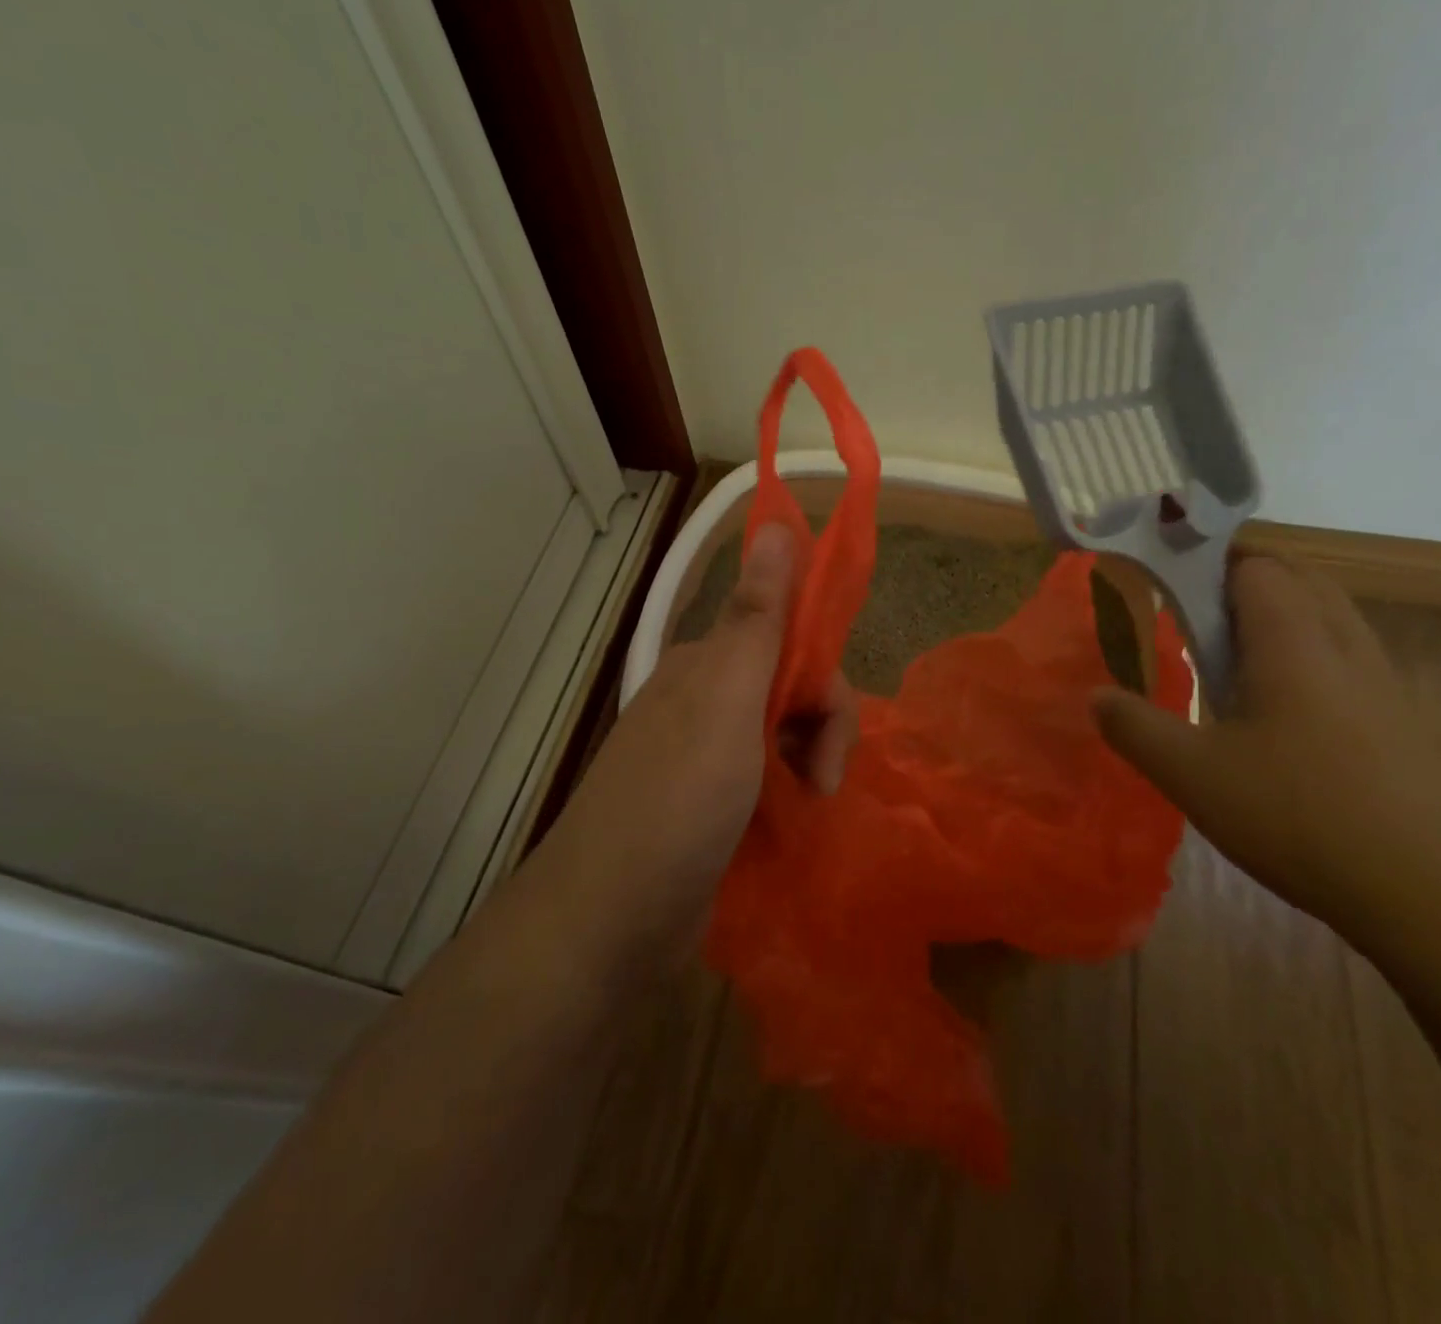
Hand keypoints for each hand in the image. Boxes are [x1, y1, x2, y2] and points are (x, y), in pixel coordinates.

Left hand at [552, 523, 858, 916]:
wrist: (608, 921)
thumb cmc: (675, 802)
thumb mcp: (725, 701)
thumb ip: (755, 616)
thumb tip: (771, 519)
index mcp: (707, 667)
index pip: (789, 641)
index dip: (822, 679)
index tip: (833, 728)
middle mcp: (705, 702)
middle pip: (791, 689)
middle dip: (823, 729)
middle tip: (823, 783)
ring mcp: (705, 757)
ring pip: (784, 736)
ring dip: (811, 764)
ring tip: (811, 807)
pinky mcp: (709, 807)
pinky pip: (768, 781)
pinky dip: (789, 794)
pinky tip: (794, 820)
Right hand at [1091, 555, 1440, 933]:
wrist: (1437, 896)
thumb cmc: (1300, 815)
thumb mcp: (1191, 774)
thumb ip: (1134, 726)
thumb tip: (1095, 695)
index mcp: (1293, 640)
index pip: (1255, 566)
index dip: (1209, 566)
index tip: (1166, 588)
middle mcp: (1346, 646)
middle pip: (1301, 581)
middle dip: (1246, 586)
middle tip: (1196, 620)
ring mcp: (1385, 685)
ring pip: (1332, 621)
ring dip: (1282, 622)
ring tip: (1233, 663)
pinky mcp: (1406, 725)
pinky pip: (1350, 663)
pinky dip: (1311, 661)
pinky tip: (1284, 718)